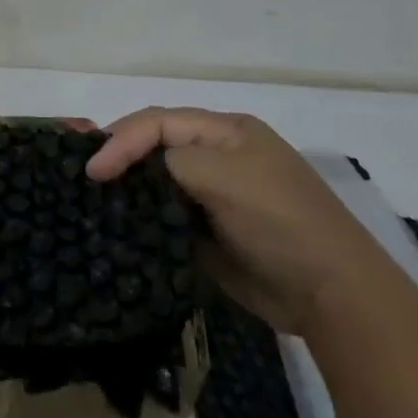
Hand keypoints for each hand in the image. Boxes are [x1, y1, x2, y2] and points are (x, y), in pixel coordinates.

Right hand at [87, 107, 386, 335]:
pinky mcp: (209, 233)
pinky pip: (167, 217)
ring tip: (93, 200)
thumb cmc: (279, 221)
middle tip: (86, 178)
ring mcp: (214, 196)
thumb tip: (136, 170)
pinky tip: (120, 227)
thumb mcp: (225, 176)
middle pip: (156, 146)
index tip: (95, 171)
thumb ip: (173, 161)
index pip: (160, 122)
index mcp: (225, 131)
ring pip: (158, 182)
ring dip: (129, 189)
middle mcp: (217, 156)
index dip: (122, 139)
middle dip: (121, 157)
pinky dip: (144, 220)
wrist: (331, 295)